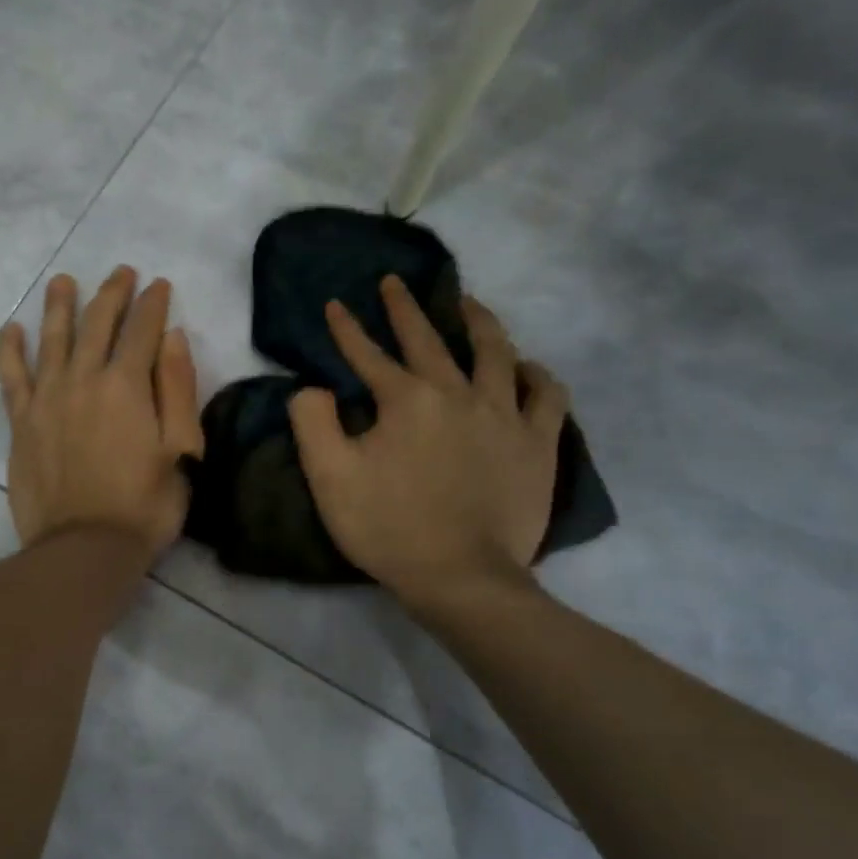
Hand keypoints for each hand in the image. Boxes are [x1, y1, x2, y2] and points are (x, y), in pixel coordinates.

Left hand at [0, 267, 204, 556]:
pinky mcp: (21, 422)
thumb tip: (171, 336)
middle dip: (112, 294)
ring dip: (59, 306)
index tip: (159, 285)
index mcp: (127, 385)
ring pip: (52, 339)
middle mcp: (83, 379)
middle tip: (121, 273)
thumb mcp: (181, 449)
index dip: (153, 304)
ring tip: (63, 281)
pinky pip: (12, 376)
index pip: (142, 330)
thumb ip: (177, 389)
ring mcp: (46, 399)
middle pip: (96, 324)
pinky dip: (11, 350)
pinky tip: (12, 329)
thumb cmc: (144, 504)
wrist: (85, 548)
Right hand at [288, 276, 567, 614]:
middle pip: (429, 339)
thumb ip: (312, 423)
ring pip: (495, 352)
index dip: (347, 329)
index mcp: (406, 400)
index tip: (335, 304)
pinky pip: (546, 395)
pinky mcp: (537, 443)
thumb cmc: (388, 527)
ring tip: (467, 304)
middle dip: (405, 308)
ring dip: (477, 322)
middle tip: (394, 282)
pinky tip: (527, 367)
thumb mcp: (329, 477)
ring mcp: (504, 415)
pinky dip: (536, 375)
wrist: (461, 576)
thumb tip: (311, 388)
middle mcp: (458, 393)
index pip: (369, 354)